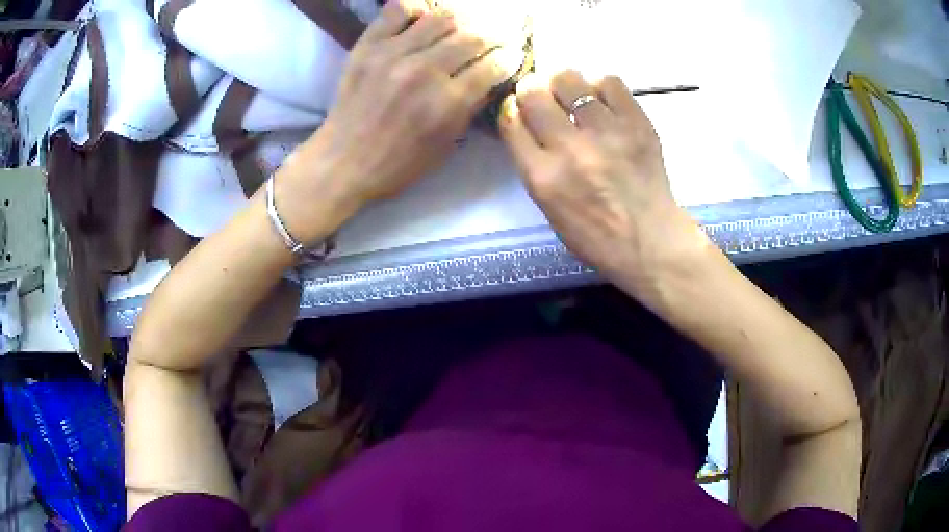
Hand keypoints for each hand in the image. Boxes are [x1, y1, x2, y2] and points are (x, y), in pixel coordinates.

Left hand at [279, 0, 521, 243]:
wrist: (342, 162)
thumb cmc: (398, 163)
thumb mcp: (445, 146)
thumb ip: (471, 109)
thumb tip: (492, 78)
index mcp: (447, 103)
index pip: (494, 65)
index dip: (510, 57)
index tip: (512, 54)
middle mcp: (424, 71)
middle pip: (474, 36)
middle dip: (495, 35)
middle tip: (496, 37)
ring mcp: (393, 54)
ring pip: (443, 16)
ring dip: (462, 20)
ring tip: (463, 26)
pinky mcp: (368, 45)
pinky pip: (398, 9)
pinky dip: (417, 8)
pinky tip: (424, 17)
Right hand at [499, 71, 707, 294]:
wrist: (650, 242)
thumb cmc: (596, 235)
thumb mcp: (549, 208)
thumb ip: (533, 164)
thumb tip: (527, 121)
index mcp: (542, 177)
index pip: (510, 120)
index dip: (511, 107)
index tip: (519, 107)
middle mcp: (570, 149)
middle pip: (534, 93)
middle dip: (532, 89)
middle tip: (543, 95)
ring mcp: (606, 133)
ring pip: (569, 79)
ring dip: (564, 83)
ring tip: (573, 94)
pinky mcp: (637, 123)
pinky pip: (609, 82)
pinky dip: (599, 85)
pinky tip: (601, 99)